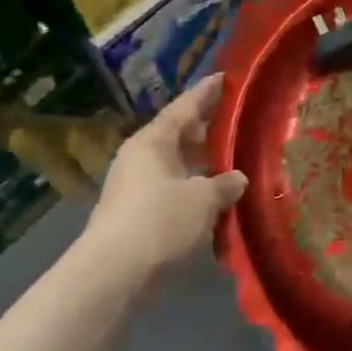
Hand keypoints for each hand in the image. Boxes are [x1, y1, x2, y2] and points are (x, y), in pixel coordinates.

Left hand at [77, 75, 247, 282]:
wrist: (113, 273)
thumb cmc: (160, 221)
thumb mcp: (203, 199)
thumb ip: (225, 184)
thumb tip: (237, 178)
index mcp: (153, 141)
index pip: (185, 107)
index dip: (207, 93)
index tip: (225, 77)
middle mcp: (141, 156)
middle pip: (179, 134)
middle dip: (208, 129)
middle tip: (238, 121)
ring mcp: (135, 186)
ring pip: (177, 164)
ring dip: (203, 162)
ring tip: (234, 159)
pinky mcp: (136, 213)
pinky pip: (172, 188)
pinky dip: (194, 186)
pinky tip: (216, 195)